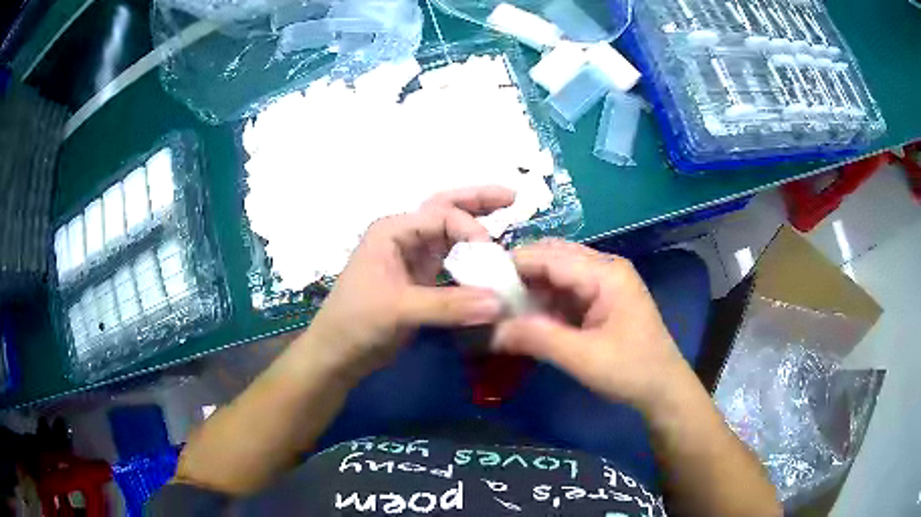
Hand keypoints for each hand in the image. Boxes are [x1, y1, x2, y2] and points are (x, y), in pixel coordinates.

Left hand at [307, 186, 515, 376]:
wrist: (338, 353)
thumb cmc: (357, 322)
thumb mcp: (399, 310)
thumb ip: (449, 305)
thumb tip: (499, 303)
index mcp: (393, 230)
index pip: (441, 216)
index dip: (470, 229)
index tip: (492, 255)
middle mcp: (404, 236)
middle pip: (445, 209)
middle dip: (477, 201)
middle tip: (513, 196)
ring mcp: (413, 257)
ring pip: (450, 232)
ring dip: (477, 222)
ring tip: (508, 211)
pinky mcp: (421, 278)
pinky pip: (452, 258)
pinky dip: (472, 254)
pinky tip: (490, 254)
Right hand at [493, 239, 691, 411]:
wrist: (663, 388)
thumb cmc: (630, 370)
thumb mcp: (582, 358)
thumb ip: (537, 338)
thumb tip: (490, 329)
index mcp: (605, 273)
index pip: (549, 256)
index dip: (512, 266)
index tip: (479, 284)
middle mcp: (604, 268)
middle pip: (552, 258)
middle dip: (519, 275)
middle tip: (488, 297)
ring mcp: (603, 282)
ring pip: (556, 274)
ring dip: (529, 289)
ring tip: (501, 308)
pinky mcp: (600, 299)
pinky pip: (564, 291)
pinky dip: (543, 302)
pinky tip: (526, 317)